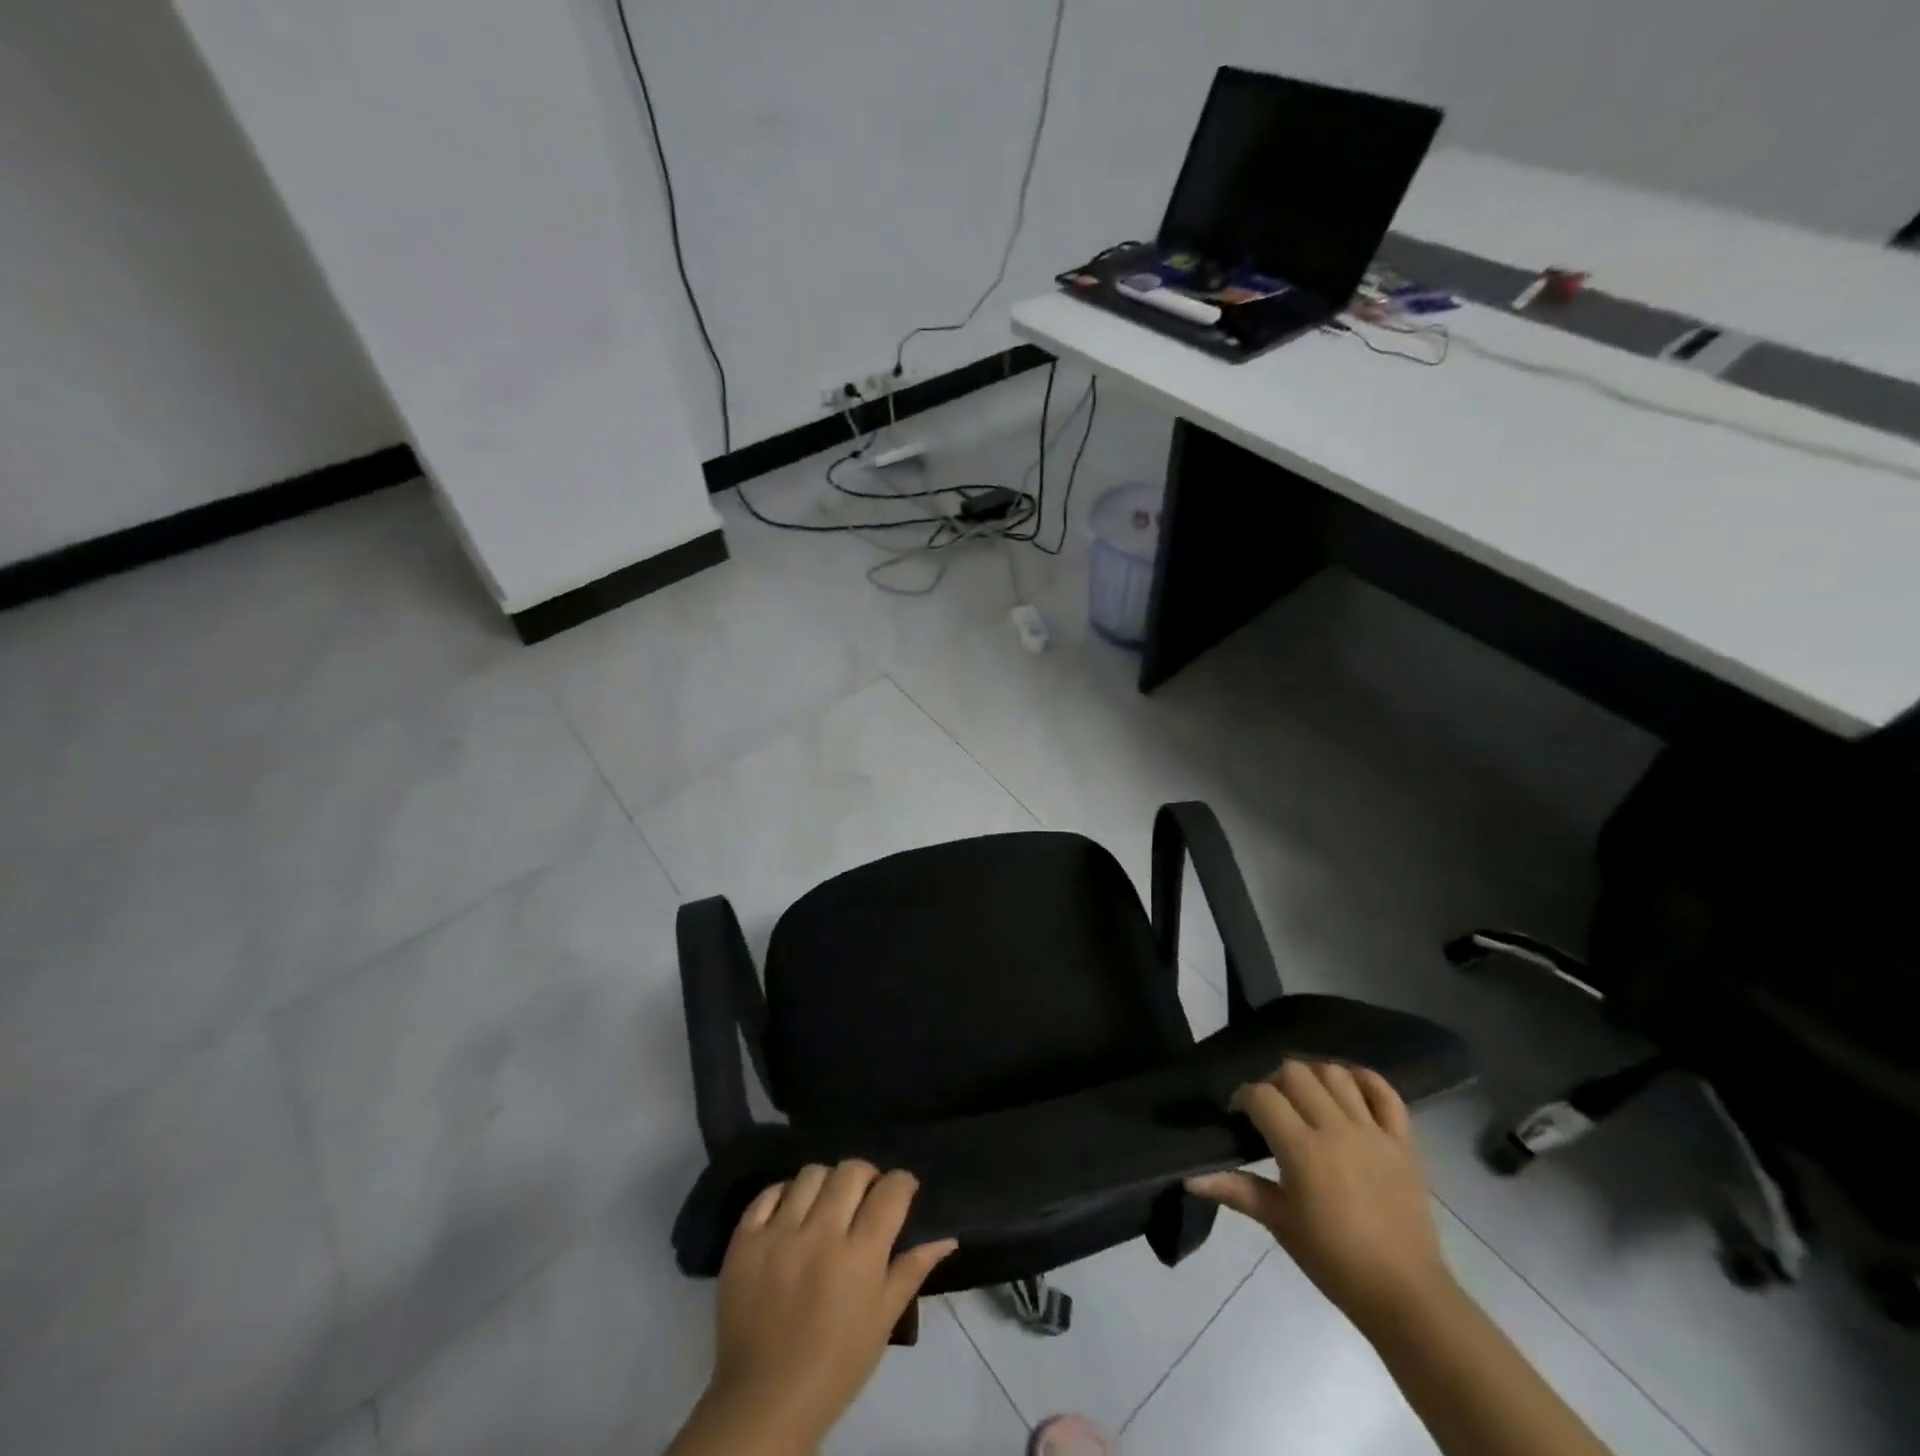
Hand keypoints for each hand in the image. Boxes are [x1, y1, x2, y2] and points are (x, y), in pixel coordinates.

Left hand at [674, 1161, 956, 1455]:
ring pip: (810, 1174)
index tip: (903, 1189)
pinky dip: (783, 1194)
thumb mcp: (882, 1322)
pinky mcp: (745, 1241)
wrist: (765, 1402)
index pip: (890, 1191)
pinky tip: (792, 1212)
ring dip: (826, 1182)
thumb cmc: (835, 1367)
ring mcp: (779, 1234)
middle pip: (851, 1171)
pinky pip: (767, 1194)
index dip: (902, 1182)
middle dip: (866, 1175)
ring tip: (827, 1203)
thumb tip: (948, 1238)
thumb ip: (912, 1271)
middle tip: (865, 1195)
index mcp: (860, 1256)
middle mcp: (821, 1234)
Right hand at [1186, 1061, 1452, 1334]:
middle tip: (1272, 1107)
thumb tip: (1189, 1178)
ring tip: (1307, 1099)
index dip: (1243, 1097)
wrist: (1405, 1295)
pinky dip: (1365, 1081)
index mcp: (1303, 1149)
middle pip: (1295, 1073)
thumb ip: (1236, 1189)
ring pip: (1336, 1074)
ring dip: (1314, 1077)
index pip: (1262, 1096)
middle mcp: (1337, 1129)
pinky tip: (1349, 1089)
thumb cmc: (1334, 1261)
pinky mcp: (1403, 1142)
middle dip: (1275, 1081)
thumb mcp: (1279, 1224)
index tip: (1239, 1115)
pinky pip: (1385, 1092)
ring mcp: (1373, 1132)